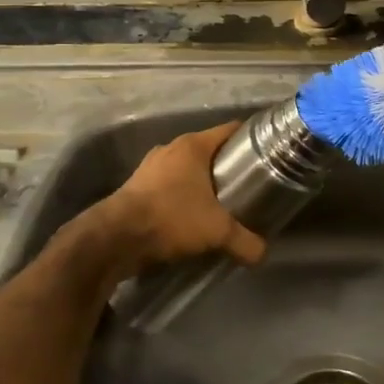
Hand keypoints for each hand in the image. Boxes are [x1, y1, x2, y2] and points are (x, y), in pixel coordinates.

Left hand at [96, 121, 266, 274]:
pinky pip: (169, 186)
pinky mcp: (137, 187)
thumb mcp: (217, 231)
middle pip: (209, 151)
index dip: (251, 139)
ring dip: (203, 184)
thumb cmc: (171, 218)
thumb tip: (262, 254)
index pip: (230, 130)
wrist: (115, 238)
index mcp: (192, 145)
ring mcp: (150, 167)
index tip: (268, 154)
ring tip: (222, 204)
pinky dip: (182, 197)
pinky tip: (192, 217)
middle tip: (249, 186)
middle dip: (228, 167)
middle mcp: (171, 148)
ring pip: (187, 170)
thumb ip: (245, 241)